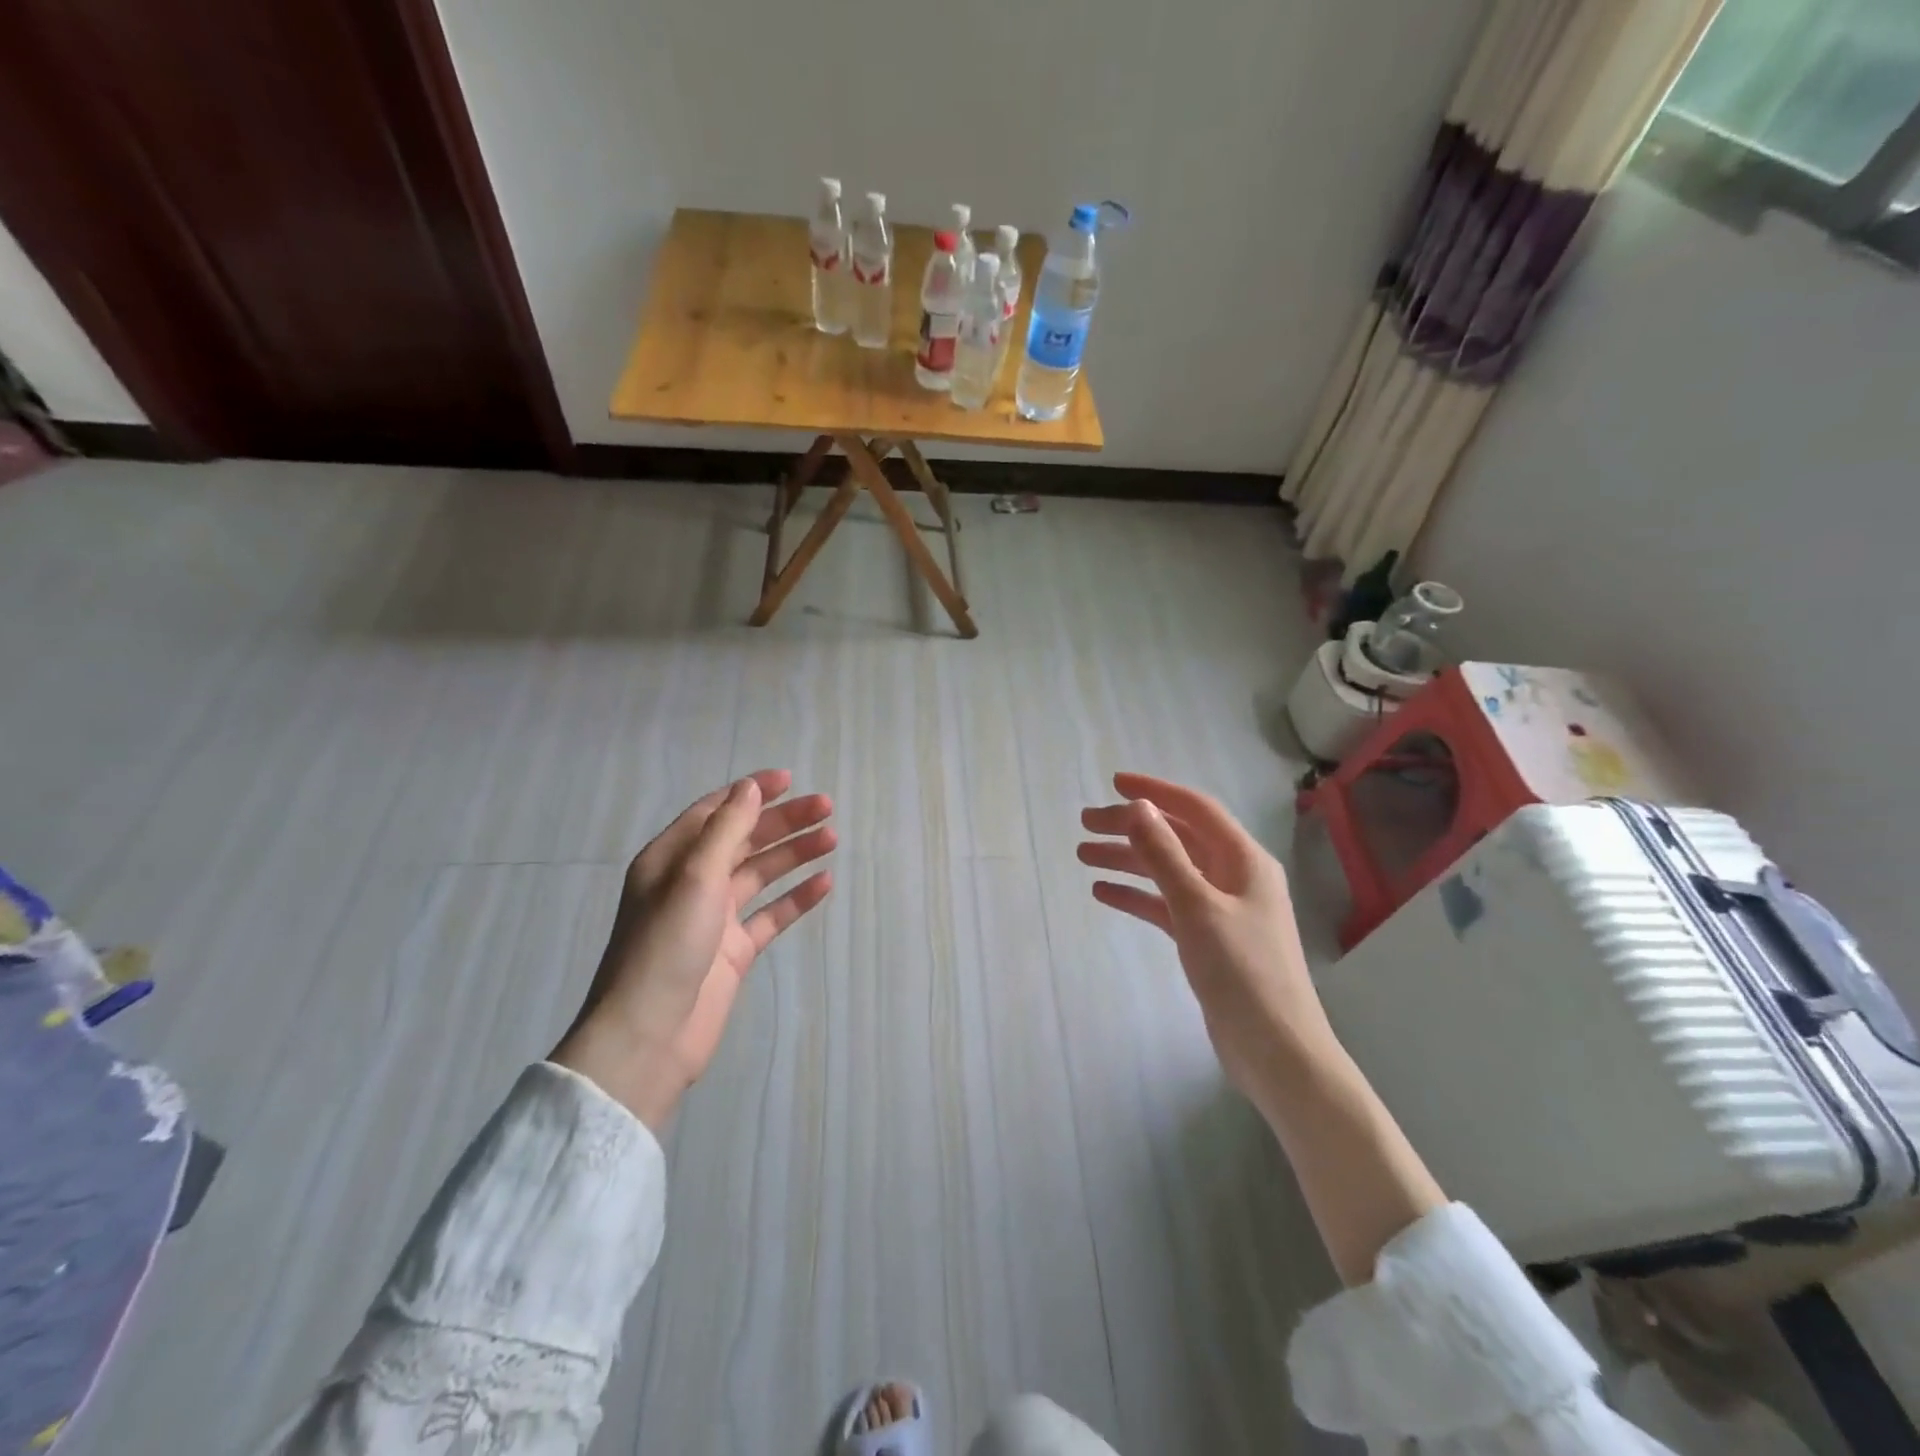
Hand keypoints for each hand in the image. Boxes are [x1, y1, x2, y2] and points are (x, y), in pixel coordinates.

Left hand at [553, 770, 834, 1129]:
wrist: (651, 1035)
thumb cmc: (666, 945)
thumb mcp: (694, 877)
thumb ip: (726, 831)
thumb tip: (749, 788)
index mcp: (671, 858)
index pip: (716, 811)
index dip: (752, 792)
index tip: (791, 780)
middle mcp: (692, 882)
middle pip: (744, 839)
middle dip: (783, 822)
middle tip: (826, 807)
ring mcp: (715, 917)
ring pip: (761, 874)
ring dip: (794, 854)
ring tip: (832, 839)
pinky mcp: (734, 950)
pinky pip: (771, 914)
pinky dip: (796, 898)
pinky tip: (824, 883)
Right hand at [1078, 773, 1335, 1109]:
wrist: (1276, 1051)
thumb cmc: (1242, 972)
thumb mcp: (1197, 907)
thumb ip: (1165, 855)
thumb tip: (1139, 807)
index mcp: (1243, 860)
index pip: (1195, 809)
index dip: (1155, 792)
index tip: (1114, 784)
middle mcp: (1234, 876)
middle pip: (1177, 838)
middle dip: (1132, 828)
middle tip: (1085, 825)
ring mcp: (1221, 909)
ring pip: (1168, 871)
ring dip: (1128, 861)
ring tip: (1083, 856)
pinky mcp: (1208, 939)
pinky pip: (1166, 905)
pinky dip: (1137, 896)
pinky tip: (1103, 894)